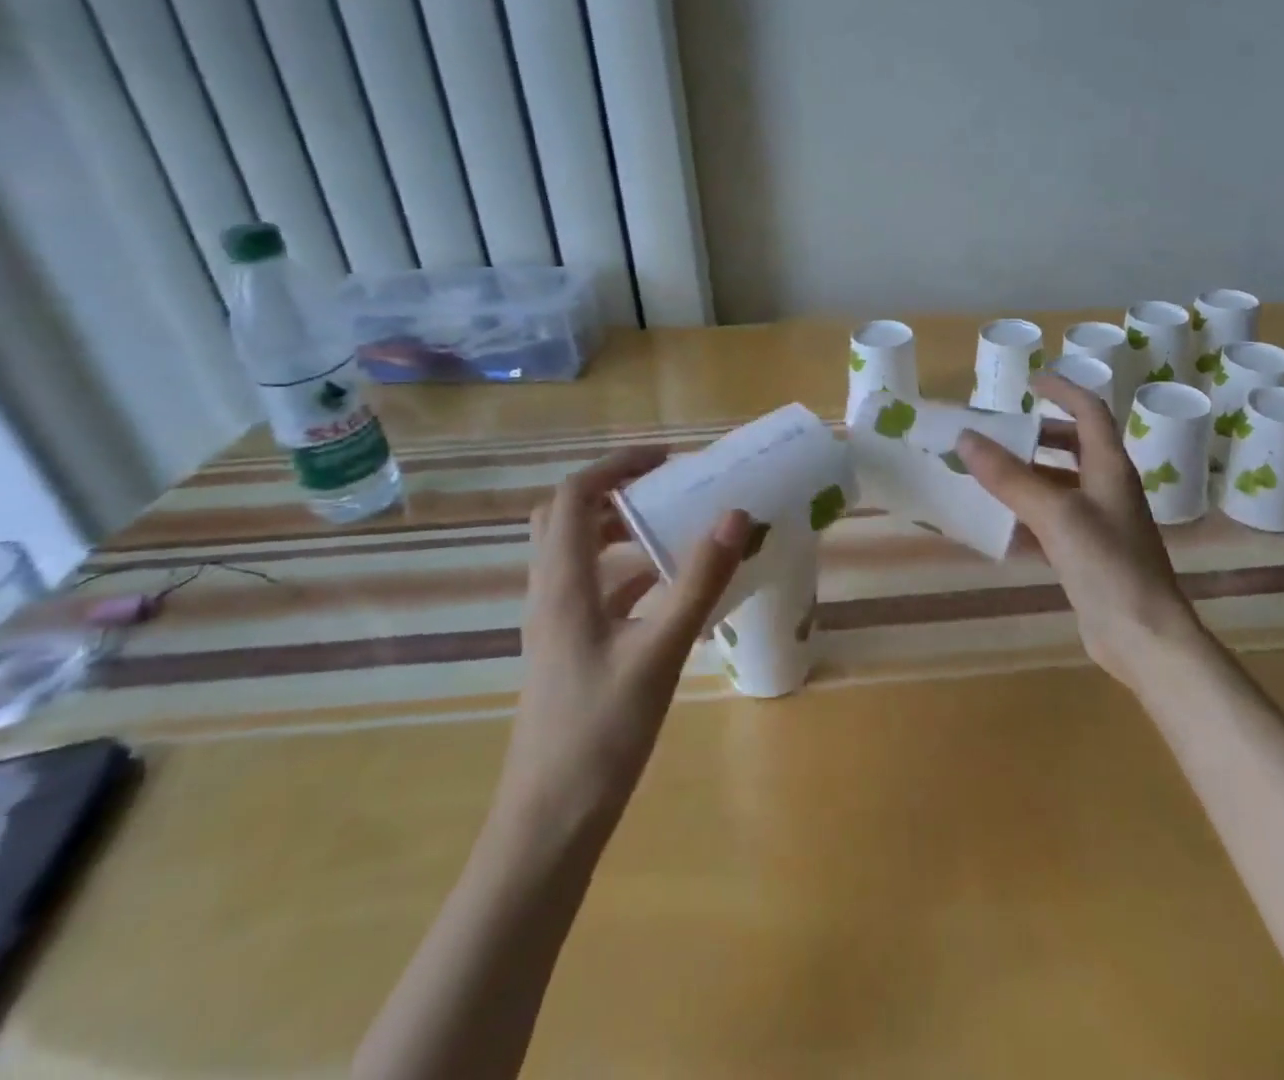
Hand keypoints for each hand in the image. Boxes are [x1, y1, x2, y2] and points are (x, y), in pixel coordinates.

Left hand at [499, 448, 750, 826]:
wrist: (549, 824)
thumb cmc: (600, 734)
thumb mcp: (659, 652)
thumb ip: (697, 582)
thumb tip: (734, 515)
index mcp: (563, 585)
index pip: (572, 497)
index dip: (614, 467)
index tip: (665, 460)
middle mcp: (550, 595)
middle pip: (565, 519)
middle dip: (613, 494)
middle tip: (664, 491)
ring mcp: (555, 626)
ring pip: (578, 556)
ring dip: (619, 533)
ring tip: (674, 532)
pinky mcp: (568, 651)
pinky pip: (593, 592)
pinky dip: (626, 575)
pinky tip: (668, 593)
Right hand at [956, 374, 1199, 686]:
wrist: (1143, 635)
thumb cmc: (1106, 563)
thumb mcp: (1054, 513)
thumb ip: (1009, 477)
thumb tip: (966, 438)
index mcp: (1110, 467)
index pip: (1090, 411)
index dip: (1063, 390)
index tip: (1030, 381)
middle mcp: (1108, 488)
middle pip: (1074, 446)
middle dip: (1037, 434)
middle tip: (999, 432)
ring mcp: (1100, 522)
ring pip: (1060, 484)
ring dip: (1027, 474)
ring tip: (987, 472)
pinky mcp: (1088, 553)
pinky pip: (1053, 519)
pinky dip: (1027, 512)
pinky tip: (998, 522)